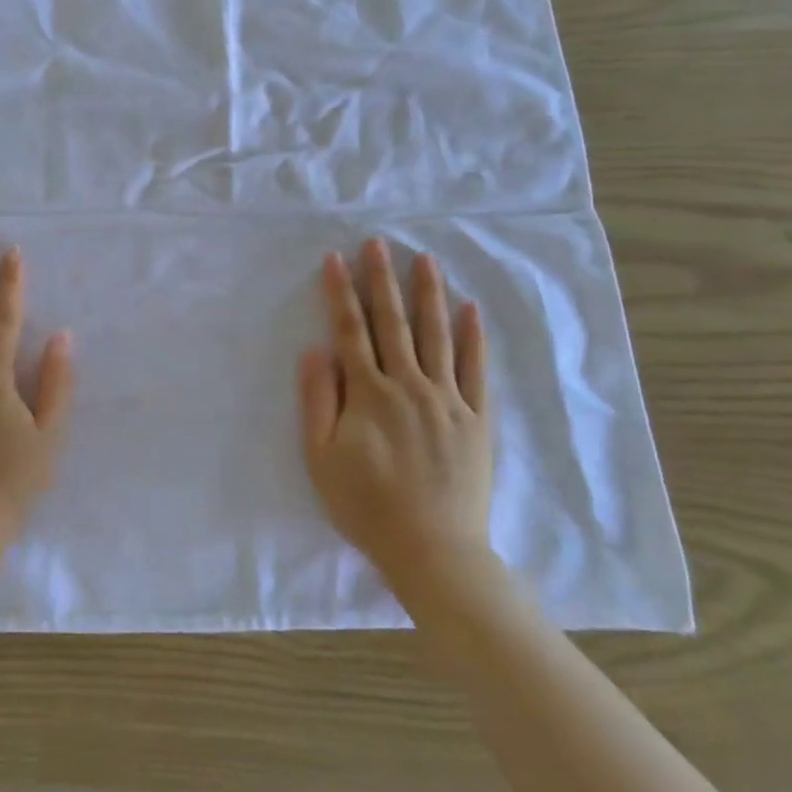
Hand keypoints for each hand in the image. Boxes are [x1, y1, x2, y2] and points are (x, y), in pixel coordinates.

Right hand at [299, 239, 493, 587]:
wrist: (432, 548)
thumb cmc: (366, 506)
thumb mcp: (321, 459)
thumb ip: (318, 401)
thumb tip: (315, 351)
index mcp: (368, 394)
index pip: (351, 331)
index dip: (341, 293)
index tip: (335, 259)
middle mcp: (408, 384)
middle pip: (393, 323)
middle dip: (382, 280)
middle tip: (378, 243)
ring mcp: (447, 398)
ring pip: (436, 335)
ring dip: (428, 294)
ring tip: (424, 259)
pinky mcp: (476, 417)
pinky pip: (475, 368)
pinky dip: (473, 337)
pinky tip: (470, 309)